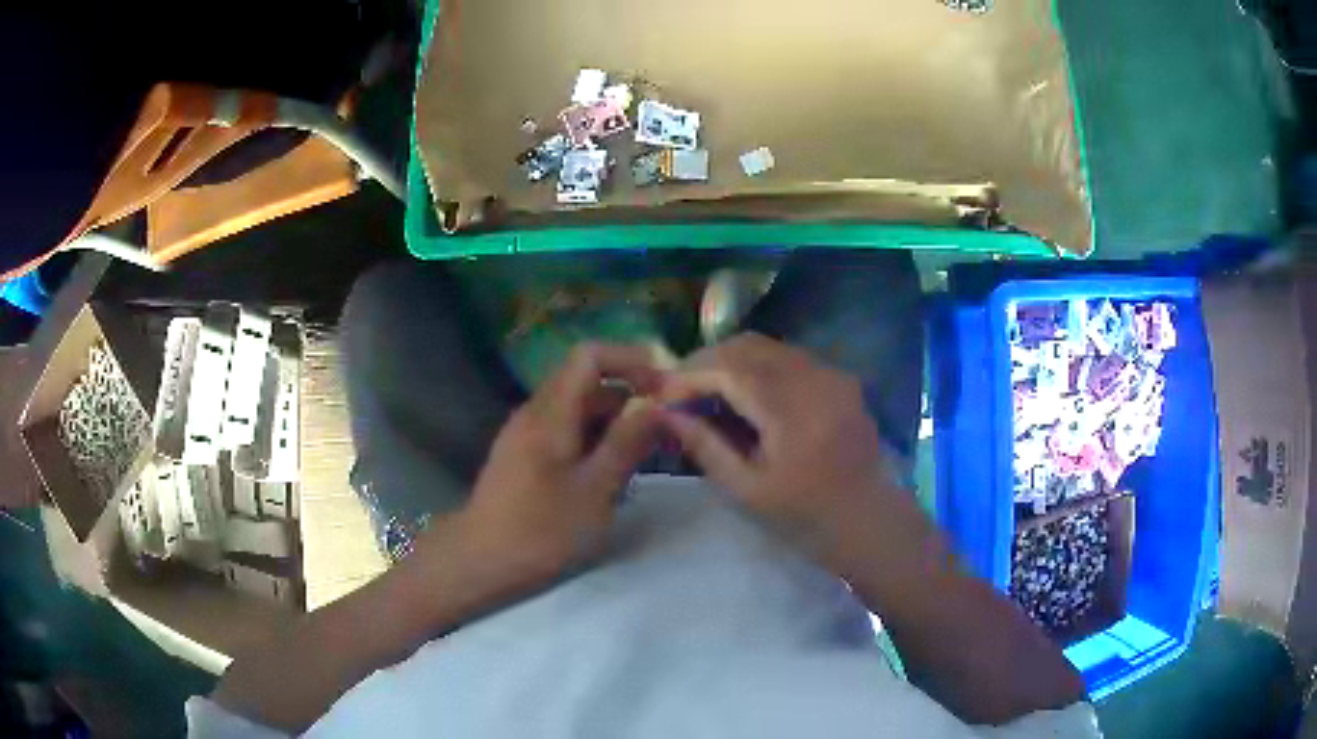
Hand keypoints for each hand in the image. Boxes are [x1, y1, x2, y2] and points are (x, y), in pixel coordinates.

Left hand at [436, 343, 665, 593]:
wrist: (481, 562)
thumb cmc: (541, 530)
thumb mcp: (595, 490)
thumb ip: (627, 443)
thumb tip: (660, 404)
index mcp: (551, 413)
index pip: (589, 355)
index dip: (630, 360)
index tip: (664, 386)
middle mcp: (536, 413)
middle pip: (586, 381)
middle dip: (630, 394)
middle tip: (667, 423)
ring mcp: (527, 435)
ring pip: (577, 409)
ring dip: (614, 420)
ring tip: (648, 451)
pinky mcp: (525, 457)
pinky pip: (566, 431)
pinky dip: (595, 439)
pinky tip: (613, 471)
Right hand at [659, 334, 904, 567]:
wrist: (868, 518)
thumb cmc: (805, 515)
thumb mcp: (746, 489)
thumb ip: (705, 445)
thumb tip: (666, 413)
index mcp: (791, 410)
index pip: (728, 370)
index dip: (690, 375)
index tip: (663, 393)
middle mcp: (814, 378)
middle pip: (747, 346)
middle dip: (707, 361)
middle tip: (681, 390)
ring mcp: (831, 374)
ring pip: (768, 346)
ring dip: (732, 360)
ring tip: (709, 391)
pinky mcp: (839, 378)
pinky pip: (789, 357)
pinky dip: (759, 366)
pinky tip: (746, 393)